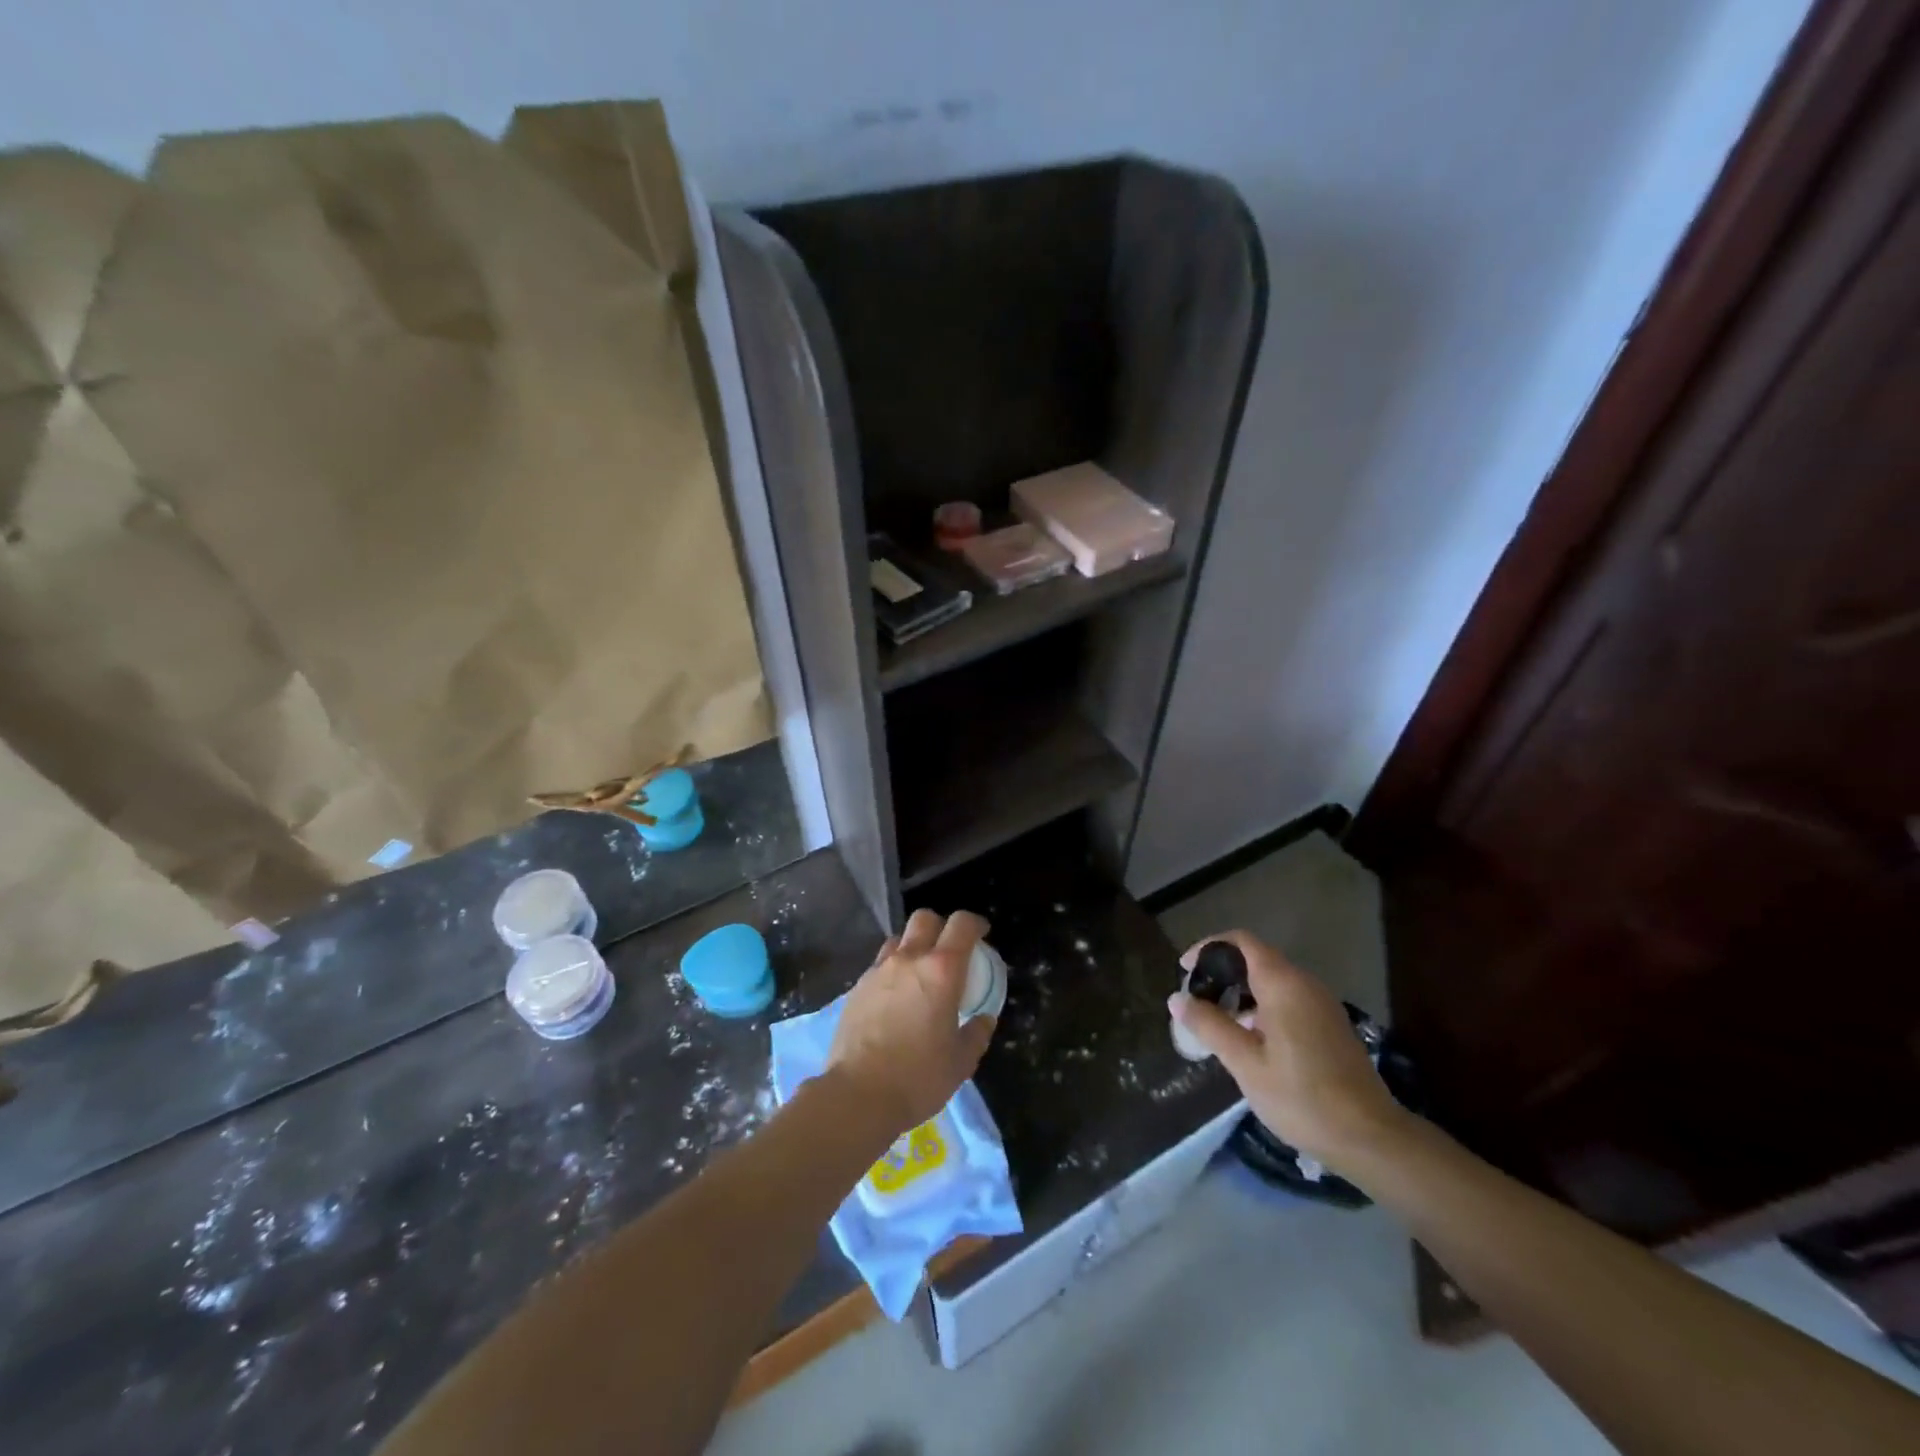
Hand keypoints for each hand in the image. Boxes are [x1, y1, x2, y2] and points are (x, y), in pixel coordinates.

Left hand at [827, 909, 994, 1137]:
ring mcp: (879, 971)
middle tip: (949, 950)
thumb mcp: (961, 1061)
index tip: (982, 934)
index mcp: (942, 971)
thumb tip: (983, 1019)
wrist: (858, 1095)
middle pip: (925, 919)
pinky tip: (896, 997)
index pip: (962, 925)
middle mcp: (909, 960)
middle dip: (941, 926)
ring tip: (920, 973)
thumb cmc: (918, 1077)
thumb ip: (976, 1034)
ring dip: (914, 946)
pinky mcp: (857, 988)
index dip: (975, 924)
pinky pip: (880, 964)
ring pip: (899, 939)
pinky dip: (893, 970)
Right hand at [1168, 930, 1408, 1169]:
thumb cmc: (1301, 1097)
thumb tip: (1177, 998)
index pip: (1242, 942)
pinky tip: (1249, 1041)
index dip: (1209, 947)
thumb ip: (1210, 1025)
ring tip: (1217, 1023)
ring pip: (1272, 982)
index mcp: (1283, 984)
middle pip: (1256, 960)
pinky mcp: (1330, 1026)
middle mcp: (1305, 984)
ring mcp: (1322, 1005)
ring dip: (1241, 993)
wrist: (1370, 1139)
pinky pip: (1288, 1000)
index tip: (1186, 970)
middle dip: (1223, 974)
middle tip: (1197, 1002)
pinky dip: (1261, 1008)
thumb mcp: (1245, 1063)